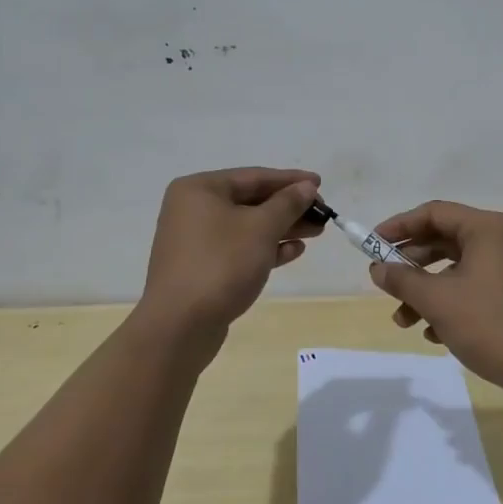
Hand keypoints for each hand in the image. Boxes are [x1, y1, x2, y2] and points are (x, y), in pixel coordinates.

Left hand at [140, 168, 323, 346]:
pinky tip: (293, 251)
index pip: (254, 176)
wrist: (180, 326)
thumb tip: (307, 187)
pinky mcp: (202, 268)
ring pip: (247, 227)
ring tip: (316, 231)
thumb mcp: (261, 228)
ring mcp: (196, 241)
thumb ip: (288, 203)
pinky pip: (239, 249)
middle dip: (289, 207)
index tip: (320, 183)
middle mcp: (193, 210)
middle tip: (322, 213)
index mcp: (200, 190)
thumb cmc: (221, 264)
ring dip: (282, 228)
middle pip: (251, 201)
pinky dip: (266, 248)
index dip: (290, 180)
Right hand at [365, 200, 502, 396]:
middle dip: (410, 264)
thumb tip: (377, 268)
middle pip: (444, 240)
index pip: (434, 213)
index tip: (372, 244)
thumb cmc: (490, 324)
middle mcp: (500, 240)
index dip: (399, 226)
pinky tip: (433, 333)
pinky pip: (472, 288)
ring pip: (455, 269)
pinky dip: (448, 304)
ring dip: (425, 291)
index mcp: (486, 228)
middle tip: (384, 282)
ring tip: (403, 320)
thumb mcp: (437, 300)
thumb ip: (402, 279)